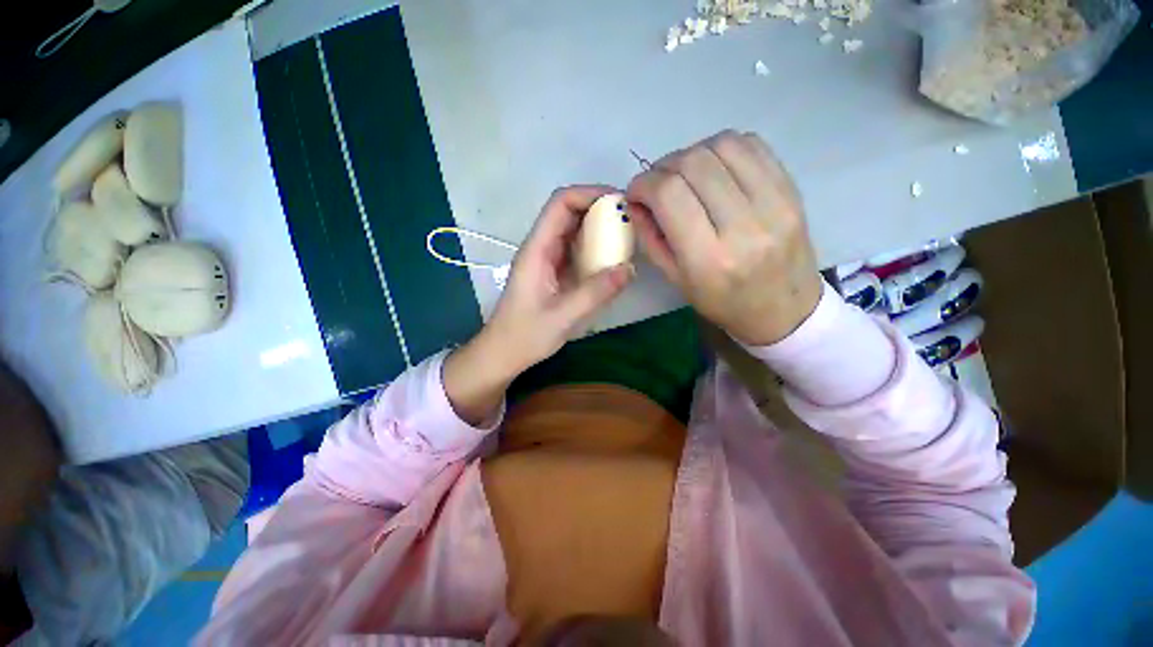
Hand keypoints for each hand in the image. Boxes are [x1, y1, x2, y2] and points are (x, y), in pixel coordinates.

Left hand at [444, 186, 633, 424]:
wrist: (504, 353)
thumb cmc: (525, 336)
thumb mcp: (562, 317)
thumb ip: (595, 293)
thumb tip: (629, 268)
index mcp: (537, 250)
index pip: (560, 204)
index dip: (589, 194)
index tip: (620, 202)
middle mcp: (541, 248)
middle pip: (569, 212)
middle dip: (599, 209)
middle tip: (630, 220)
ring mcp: (548, 260)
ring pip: (574, 231)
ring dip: (599, 228)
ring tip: (627, 237)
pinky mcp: (554, 273)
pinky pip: (577, 251)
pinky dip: (596, 249)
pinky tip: (613, 260)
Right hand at [627, 130, 820, 345]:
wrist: (783, 309)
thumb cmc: (723, 302)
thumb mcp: (676, 280)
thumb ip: (651, 238)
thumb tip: (634, 200)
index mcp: (708, 259)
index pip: (669, 195)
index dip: (644, 183)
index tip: (636, 192)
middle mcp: (743, 227)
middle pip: (694, 163)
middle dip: (664, 166)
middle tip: (658, 183)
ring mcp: (774, 204)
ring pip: (723, 145)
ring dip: (693, 154)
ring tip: (686, 176)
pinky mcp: (791, 190)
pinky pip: (752, 144)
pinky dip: (723, 148)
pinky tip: (715, 169)